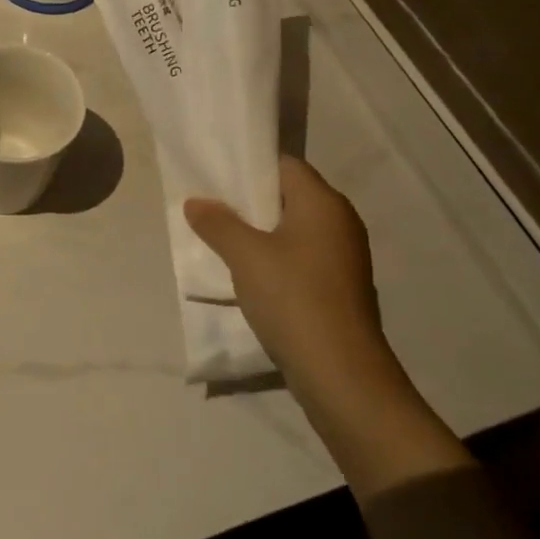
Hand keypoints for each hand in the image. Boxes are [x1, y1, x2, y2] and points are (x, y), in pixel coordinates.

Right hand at [186, 156, 383, 382]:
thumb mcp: (245, 256)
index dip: (249, 167)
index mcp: (323, 203)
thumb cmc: (293, 299)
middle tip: (210, 207)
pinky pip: (301, 256)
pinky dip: (276, 257)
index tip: (216, 176)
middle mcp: (340, 222)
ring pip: (294, 229)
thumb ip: (218, 224)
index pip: (285, 165)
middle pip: (289, 196)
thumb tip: (196, 202)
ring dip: (260, 232)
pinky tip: (249, 274)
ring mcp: (344, 256)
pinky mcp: (339, 286)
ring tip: (222, 239)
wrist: (341, 373)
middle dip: (249, 201)